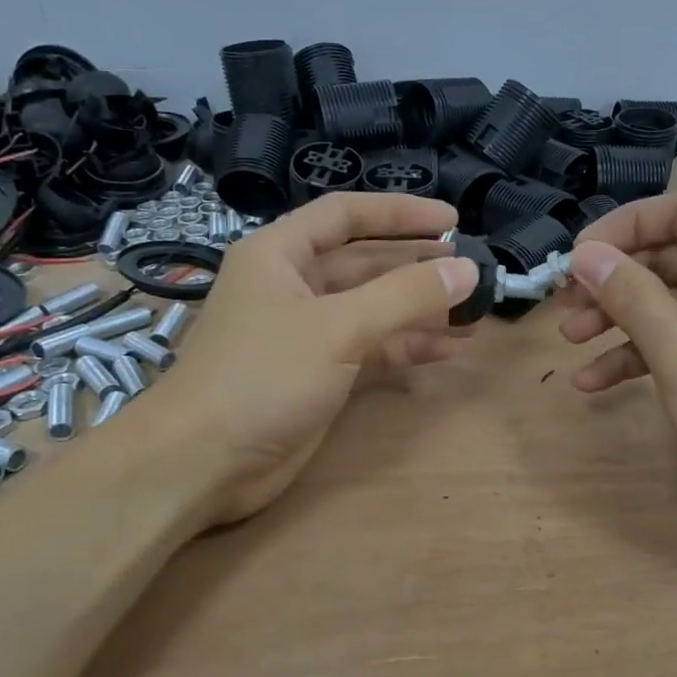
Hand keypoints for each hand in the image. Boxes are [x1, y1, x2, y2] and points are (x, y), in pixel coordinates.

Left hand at [168, 193, 477, 524]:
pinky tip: (449, 348)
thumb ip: (405, 296)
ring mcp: (306, 334)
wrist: (203, 463)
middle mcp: (293, 286)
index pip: (346, 215)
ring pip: (374, 309)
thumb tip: (467, 268)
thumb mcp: (338, 327)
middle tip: (471, 268)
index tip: (452, 221)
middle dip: (417, 266)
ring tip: (474, 312)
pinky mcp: (319, 375)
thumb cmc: (261, 376)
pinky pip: (372, 349)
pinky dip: (408, 347)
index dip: (400, 213)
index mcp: (280, 254)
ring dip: (420, 311)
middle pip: (365, 264)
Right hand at [557, 190, 676, 531]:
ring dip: (617, 318)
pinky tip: (595, 382)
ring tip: (570, 340)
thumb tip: (585, 254)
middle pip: (668, 257)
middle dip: (612, 279)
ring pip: (668, 303)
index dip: (624, 226)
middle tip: (565, 303)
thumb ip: (630, 295)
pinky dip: (639, 355)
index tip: (578, 259)